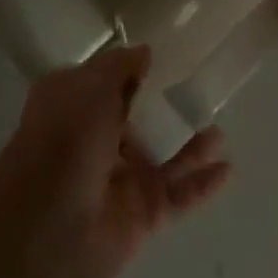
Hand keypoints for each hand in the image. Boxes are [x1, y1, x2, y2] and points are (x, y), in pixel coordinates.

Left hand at [0, 46, 231, 277]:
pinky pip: (178, 195)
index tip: (167, 55)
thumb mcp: (93, 84)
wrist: (49, 225)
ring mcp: (121, 180)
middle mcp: (98, 141)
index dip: (134, 70)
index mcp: (77, 106)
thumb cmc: (66, 136)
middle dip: (165, 108)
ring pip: (163, 157)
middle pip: (139, 120)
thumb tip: (146, 52)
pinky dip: (202, 184)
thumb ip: (122, 66)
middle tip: (201, 88)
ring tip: (219, 126)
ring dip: (191, 144)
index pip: (109, 83)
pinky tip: (228, 168)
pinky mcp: (142, 215)